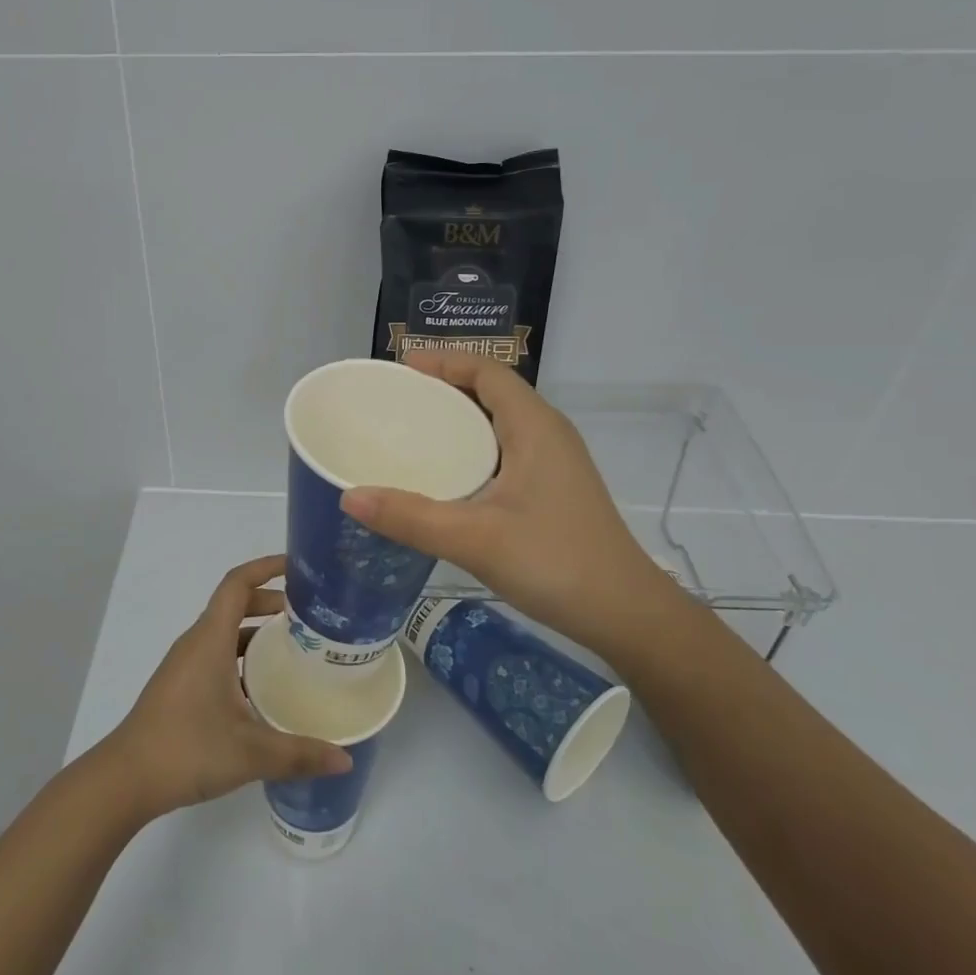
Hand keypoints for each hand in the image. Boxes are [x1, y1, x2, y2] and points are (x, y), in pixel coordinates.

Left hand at [100, 555, 351, 819]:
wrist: (126, 779)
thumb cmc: (186, 749)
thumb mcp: (250, 753)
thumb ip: (299, 754)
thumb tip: (345, 760)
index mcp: (210, 639)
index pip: (237, 584)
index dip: (266, 567)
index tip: (298, 567)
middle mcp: (197, 643)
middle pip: (235, 605)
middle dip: (271, 602)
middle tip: (310, 616)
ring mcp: (186, 665)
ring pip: (226, 632)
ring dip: (258, 632)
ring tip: (296, 648)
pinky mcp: (182, 686)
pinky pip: (217, 655)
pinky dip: (243, 657)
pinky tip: (266, 688)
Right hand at [340, 353, 681, 659]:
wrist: (625, 614)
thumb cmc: (556, 563)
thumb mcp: (475, 539)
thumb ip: (410, 517)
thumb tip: (349, 497)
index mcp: (534, 427)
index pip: (487, 370)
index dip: (444, 360)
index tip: (399, 367)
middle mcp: (547, 433)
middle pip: (492, 389)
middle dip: (445, 385)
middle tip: (395, 399)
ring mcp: (554, 462)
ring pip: (499, 421)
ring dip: (458, 417)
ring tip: (411, 430)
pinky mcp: (553, 488)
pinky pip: (504, 447)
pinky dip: (470, 446)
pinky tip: (445, 474)